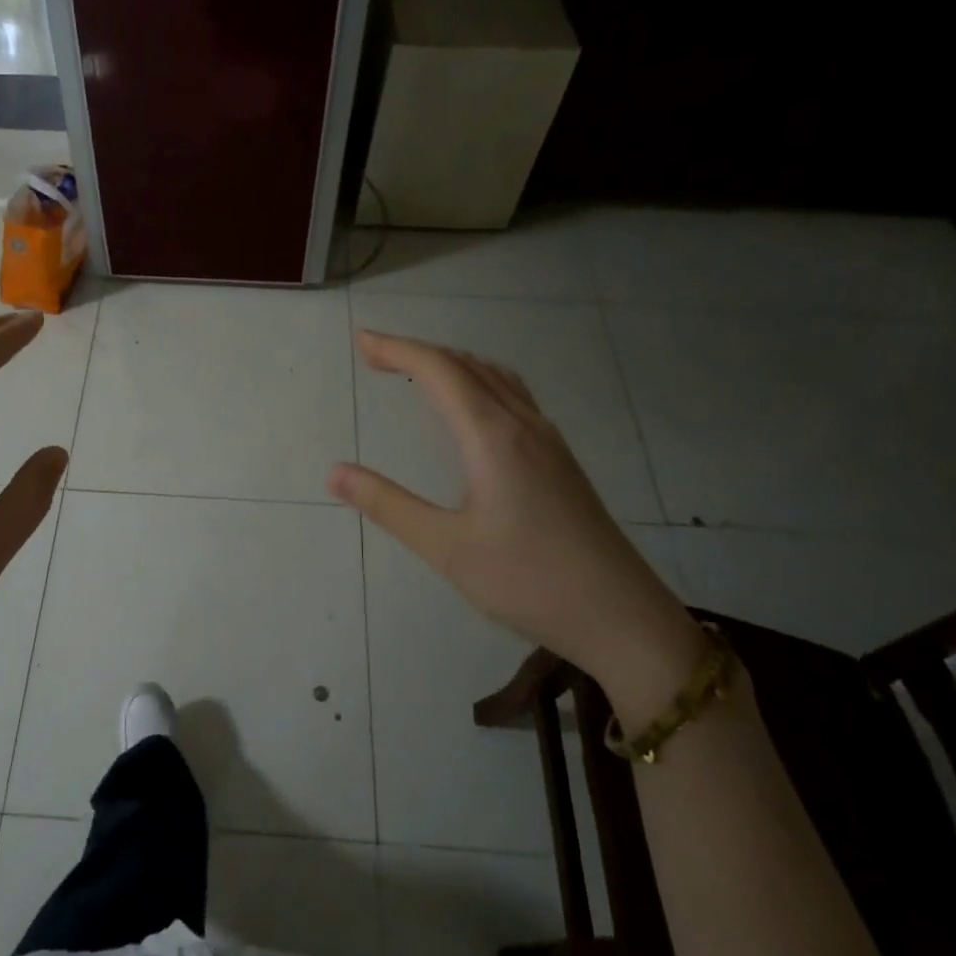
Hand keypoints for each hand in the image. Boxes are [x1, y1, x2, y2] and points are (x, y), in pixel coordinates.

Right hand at [327, 330, 701, 720]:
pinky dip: (478, 382)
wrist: (621, 616)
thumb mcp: (446, 548)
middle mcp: (523, 425)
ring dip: (452, 364)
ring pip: (495, 378)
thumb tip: (335, 472)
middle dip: (418, 352)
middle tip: (375, 354)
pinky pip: (513, 396)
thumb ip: (388, 506)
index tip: (361, 340)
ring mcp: (548, 440)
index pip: (439, 371)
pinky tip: (472, 408)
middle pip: (467, 366)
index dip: (397, 349)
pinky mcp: (560, 459)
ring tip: (416, 370)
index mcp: (492, 436)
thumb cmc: (528, 581)